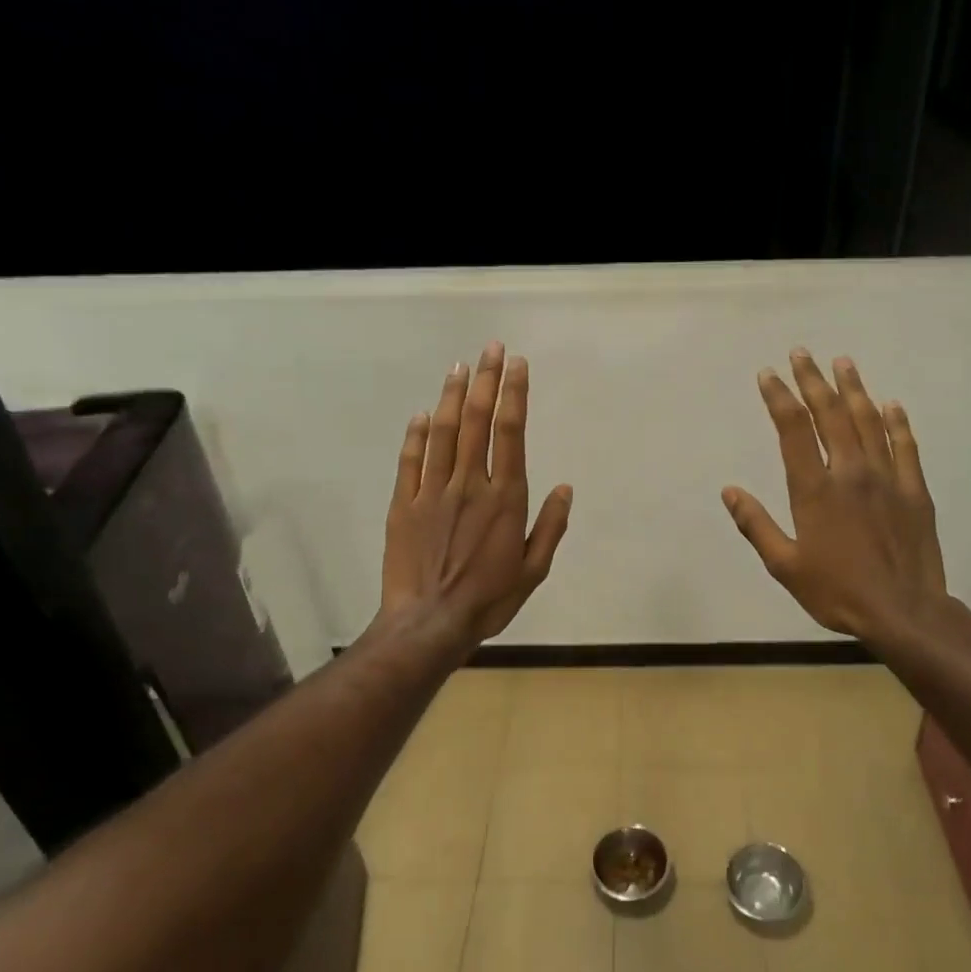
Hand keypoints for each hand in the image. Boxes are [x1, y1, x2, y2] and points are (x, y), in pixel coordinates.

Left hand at [382, 341, 572, 651]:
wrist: (429, 623)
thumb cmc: (488, 600)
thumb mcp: (533, 571)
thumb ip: (550, 527)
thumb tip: (565, 489)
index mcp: (505, 498)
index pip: (511, 433)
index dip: (514, 394)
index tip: (517, 364)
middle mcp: (470, 484)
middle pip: (477, 422)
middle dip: (486, 381)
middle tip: (490, 348)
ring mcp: (433, 492)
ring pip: (443, 432)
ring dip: (452, 396)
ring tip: (459, 367)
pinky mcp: (404, 504)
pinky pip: (411, 460)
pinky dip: (417, 434)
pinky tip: (423, 414)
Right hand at [722, 349, 947, 645]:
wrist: (903, 611)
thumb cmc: (836, 592)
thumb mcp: (784, 566)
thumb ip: (756, 525)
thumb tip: (730, 491)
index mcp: (814, 490)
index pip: (793, 430)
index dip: (779, 398)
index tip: (768, 374)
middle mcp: (850, 472)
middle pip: (829, 415)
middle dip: (813, 381)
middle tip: (802, 354)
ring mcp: (887, 478)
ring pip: (868, 421)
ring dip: (854, 389)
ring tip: (843, 362)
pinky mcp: (915, 490)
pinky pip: (905, 446)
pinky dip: (897, 422)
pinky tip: (891, 404)